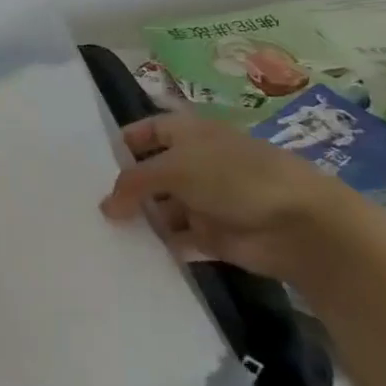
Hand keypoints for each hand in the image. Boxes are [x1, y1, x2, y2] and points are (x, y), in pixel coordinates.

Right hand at [100, 111, 384, 282]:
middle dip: (125, 187)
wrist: (299, 225)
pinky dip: (159, 246)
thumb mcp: (174, 168)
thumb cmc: (233, 177)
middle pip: (151, 173)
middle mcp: (195, 163)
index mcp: (189, 133)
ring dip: (140, 219)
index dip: (123, 143)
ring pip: (161, 208)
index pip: (147, 130)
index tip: (92, 165)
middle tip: (87, 204)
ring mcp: (205, 200)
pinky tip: (132, 254)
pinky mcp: (213, 235)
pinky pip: (177, 239)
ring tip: (102, 233)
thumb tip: (105, 206)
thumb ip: (133, 183)